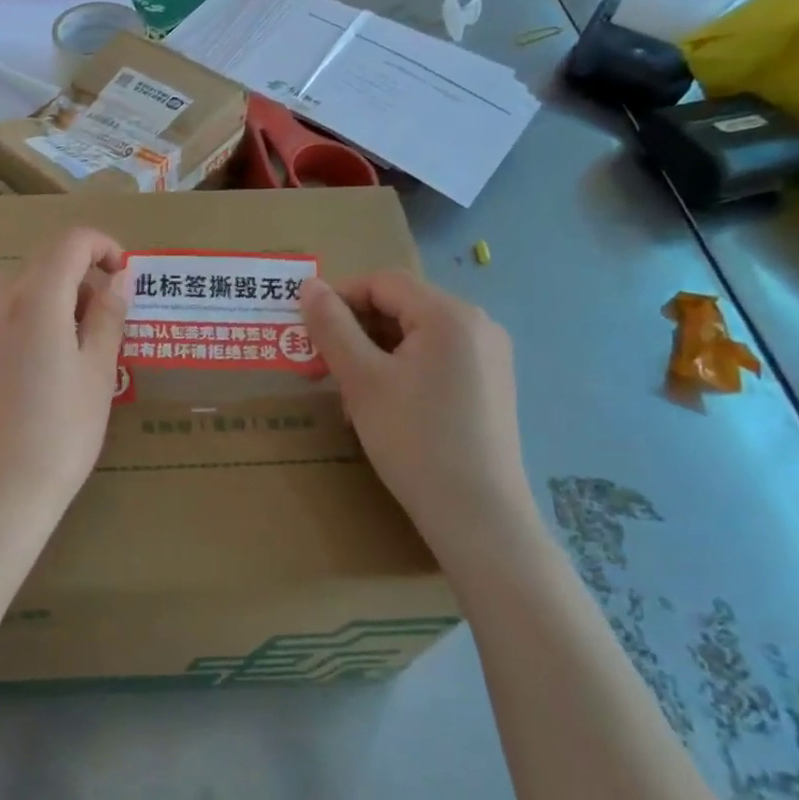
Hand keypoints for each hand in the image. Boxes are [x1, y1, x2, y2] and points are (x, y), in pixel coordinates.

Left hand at [0, 227, 130, 514]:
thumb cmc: (60, 434)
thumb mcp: (98, 373)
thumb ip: (108, 315)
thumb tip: (118, 276)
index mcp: (38, 299)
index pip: (71, 243)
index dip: (102, 247)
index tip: (121, 275)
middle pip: (42, 263)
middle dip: (77, 279)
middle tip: (98, 326)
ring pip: (10, 283)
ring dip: (41, 294)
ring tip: (58, 340)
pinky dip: (4, 310)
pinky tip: (14, 341)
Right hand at [300, 271, 538, 564]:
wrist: (479, 517)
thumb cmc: (415, 440)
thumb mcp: (362, 380)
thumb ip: (332, 326)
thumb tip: (309, 286)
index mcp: (450, 314)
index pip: (383, 282)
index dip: (339, 298)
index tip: (307, 330)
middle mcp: (477, 324)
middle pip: (401, 306)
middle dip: (355, 330)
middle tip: (322, 366)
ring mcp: (489, 356)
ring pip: (415, 335)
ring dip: (374, 353)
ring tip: (349, 394)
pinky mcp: (491, 385)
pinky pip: (436, 359)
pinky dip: (402, 370)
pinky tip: (383, 406)